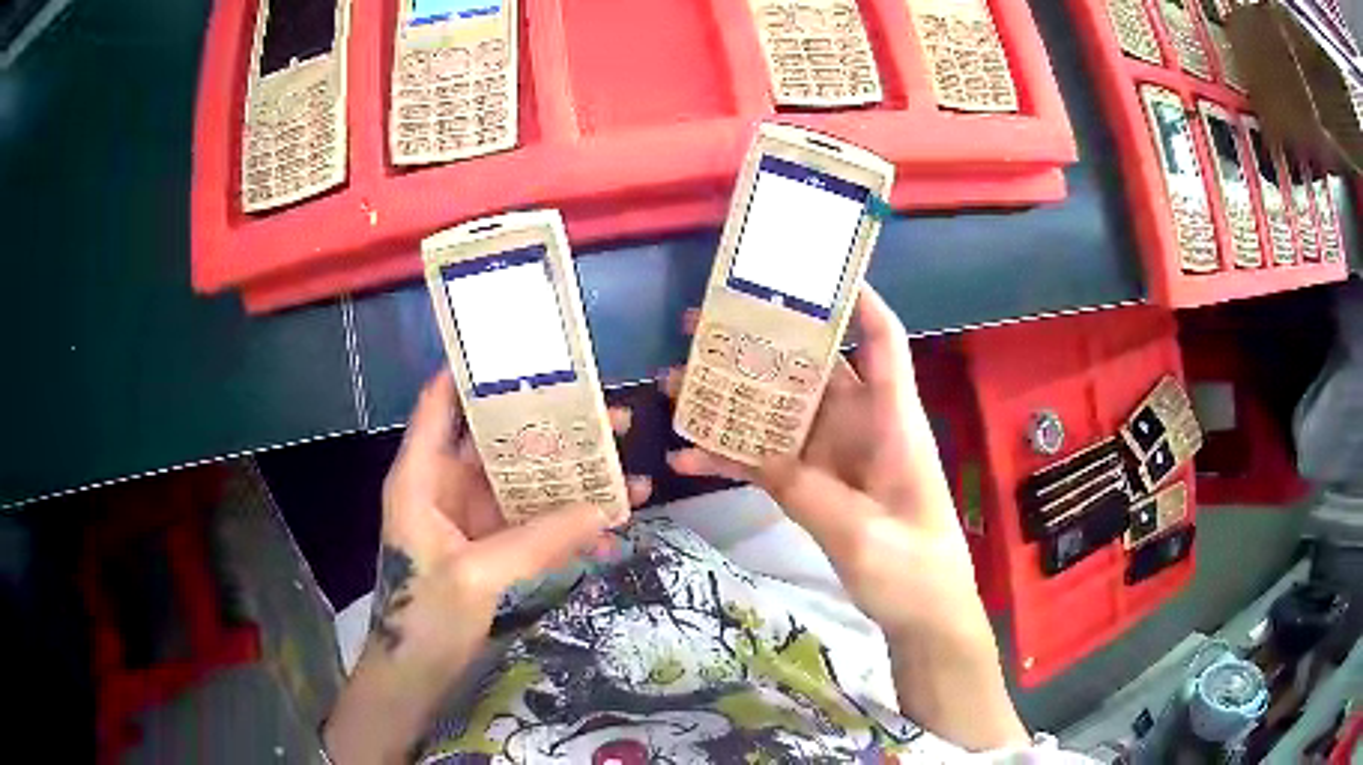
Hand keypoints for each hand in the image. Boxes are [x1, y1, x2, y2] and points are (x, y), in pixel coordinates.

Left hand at [325, 371, 650, 763]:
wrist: (416, 675)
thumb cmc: (423, 618)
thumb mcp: (476, 575)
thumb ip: (537, 540)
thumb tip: (604, 509)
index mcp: (422, 476)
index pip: (441, 403)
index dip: (475, 371)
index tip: (528, 349)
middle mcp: (446, 487)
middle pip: (501, 444)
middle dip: (554, 431)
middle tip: (612, 418)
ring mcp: (471, 520)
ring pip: (525, 487)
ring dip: (572, 485)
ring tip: (629, 477)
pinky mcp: (491, 549)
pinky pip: (533, 527)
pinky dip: (566, 529)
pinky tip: (609, 535)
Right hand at [666, 286, 974, 637]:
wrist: (922, 616)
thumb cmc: (915, 569)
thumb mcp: (865, 535)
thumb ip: (811, 492)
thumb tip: (757, 456)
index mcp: (893, 422)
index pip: (882, 340)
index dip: (859, 298)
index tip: (815, 267)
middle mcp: (860, 426)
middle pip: (812, 366)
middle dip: (762, 340)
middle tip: (703, 323)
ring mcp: (831, 457)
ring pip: (778, 411)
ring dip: (732, 396)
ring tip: (676, 379)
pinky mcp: (811, 487)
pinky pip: (765, 461)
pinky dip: (729, 457)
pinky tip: (685, 455)